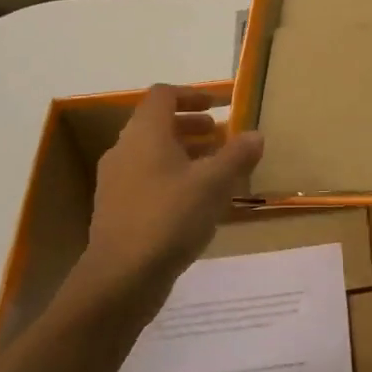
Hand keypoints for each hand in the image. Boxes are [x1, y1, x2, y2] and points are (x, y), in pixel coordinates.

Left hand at [60, 85, 263, 323]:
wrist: (122, 276)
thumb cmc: (170, 218)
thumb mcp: (214, 184)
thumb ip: (237, 155)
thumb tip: (255, 134)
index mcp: (145, 134)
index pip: (163, 95)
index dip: (192, 94)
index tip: (220, 105)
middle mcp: (125, 150)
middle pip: (157, 124)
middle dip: (191, 126)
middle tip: (222, 136)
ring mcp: (116, 181)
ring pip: (152, 154)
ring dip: (184, 153)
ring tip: (215, 168)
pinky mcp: (117, 209)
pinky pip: (148, 179)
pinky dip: (173, 177)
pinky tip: (197, 201)